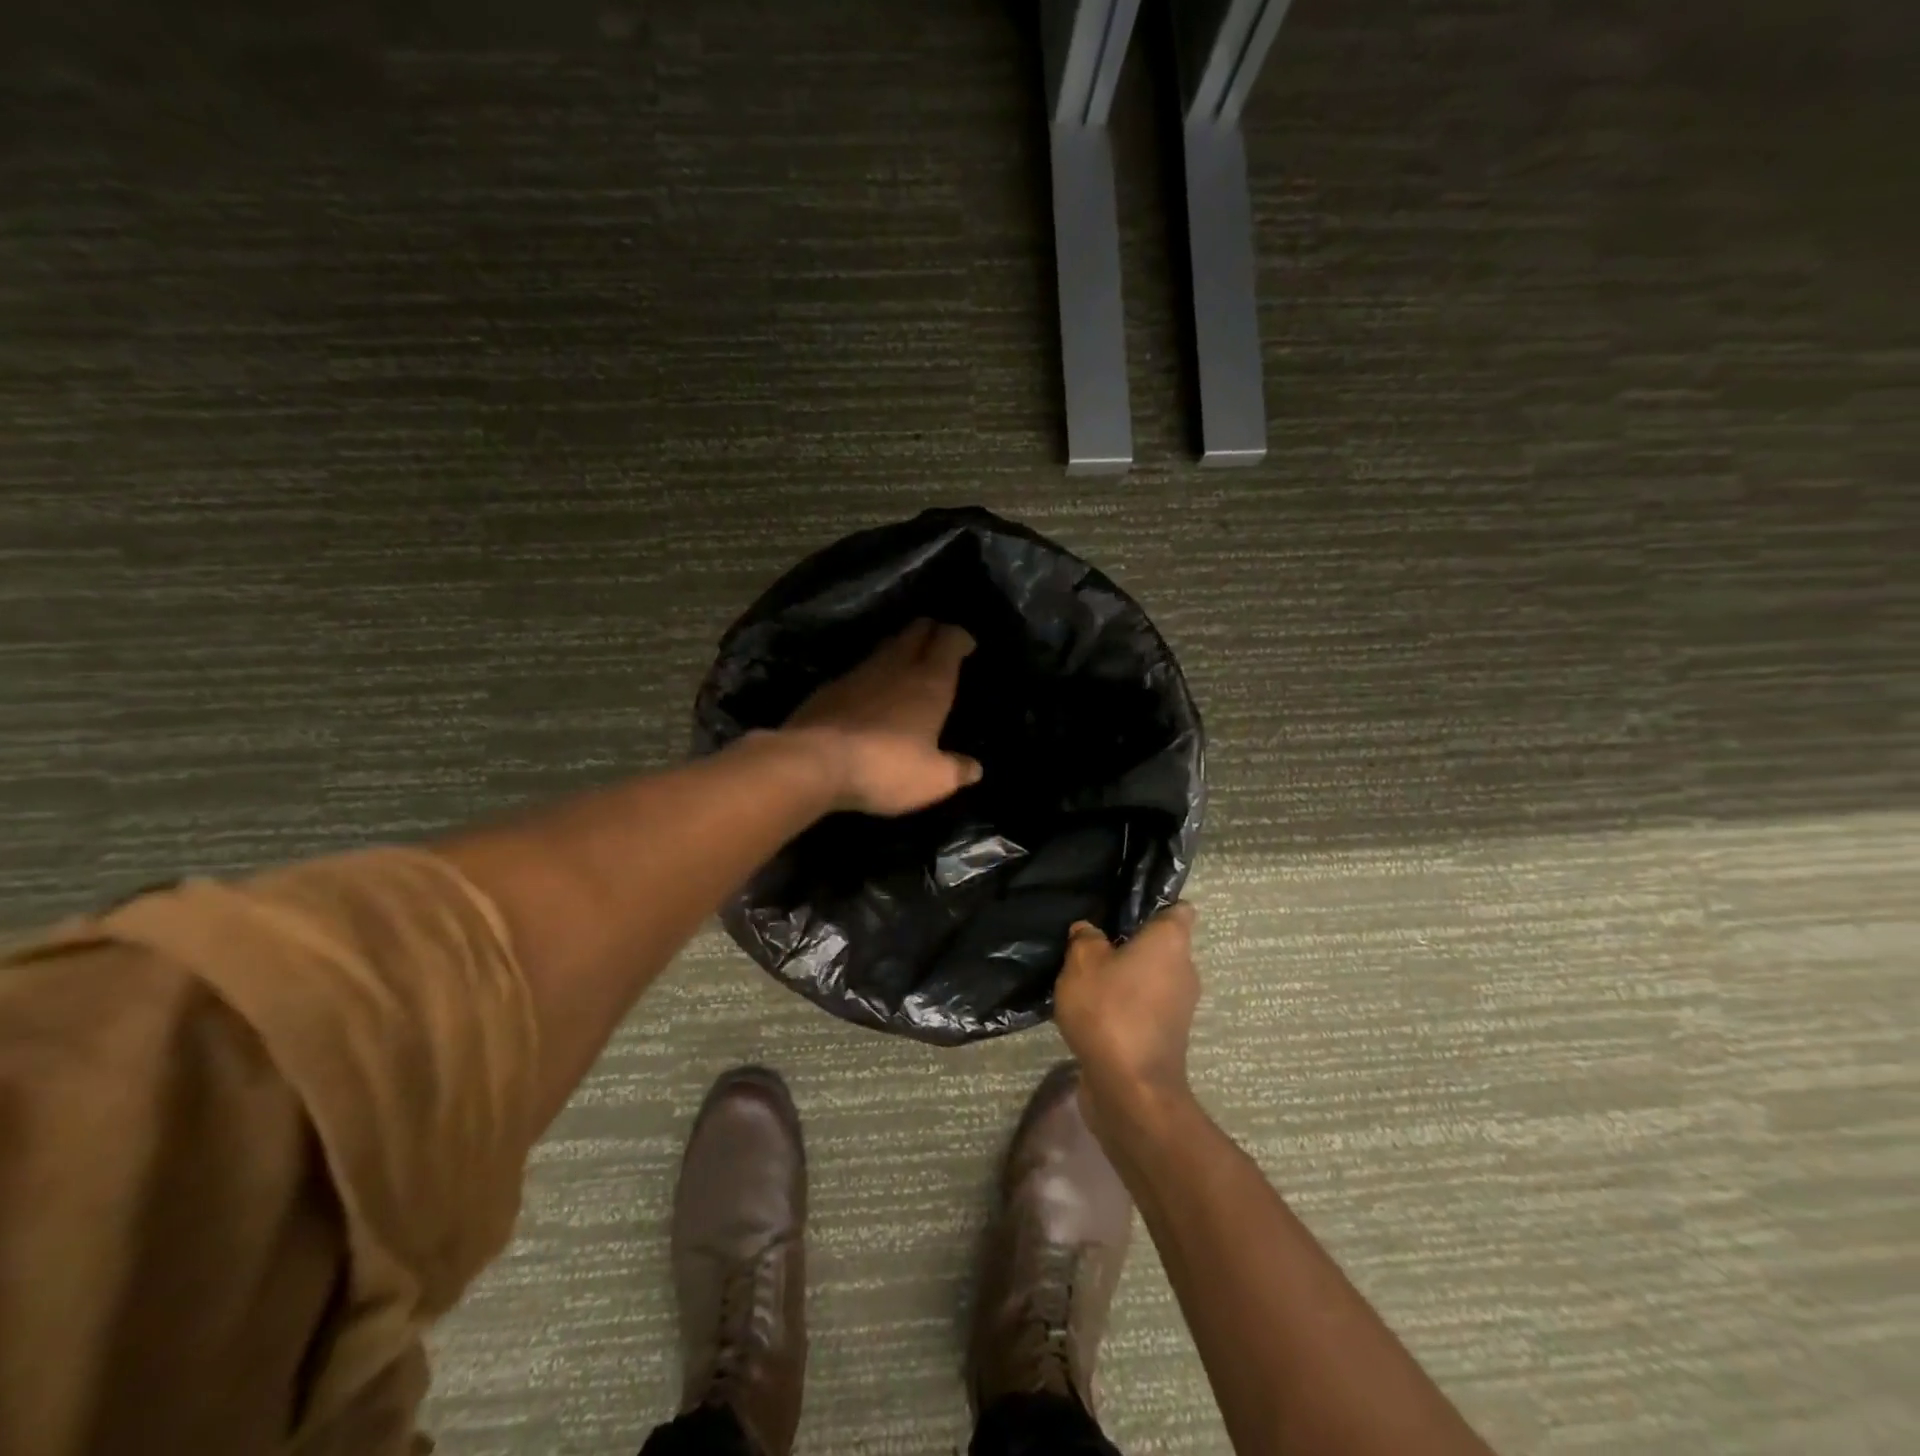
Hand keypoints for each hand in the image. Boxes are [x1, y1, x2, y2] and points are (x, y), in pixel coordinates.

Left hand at [783, 619, 982, 816]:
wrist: (813, 763)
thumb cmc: (886, 767)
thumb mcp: (932, 779)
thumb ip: (956, 770)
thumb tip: (974, 768)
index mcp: (929, 682)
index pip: (949, 640)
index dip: (959, 637)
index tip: (966, 645)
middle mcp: (895, 666)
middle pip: (915, 631)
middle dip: (930, 632)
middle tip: (938, 646)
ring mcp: (858, 673)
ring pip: (885, 647)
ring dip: (899, 649)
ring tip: (907, 665)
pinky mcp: (829, 688)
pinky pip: (858, 670)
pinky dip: (871, 674)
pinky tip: (870, 693)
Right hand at [1054, 903, 1200, 1133]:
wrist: (1130, 1090)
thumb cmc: (1110, 1011)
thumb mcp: (1082, 964)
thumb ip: (1085, 940)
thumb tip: (1088, 931)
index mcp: (1171, 942)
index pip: (1177, 910)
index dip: (1155, 904)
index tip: (1125, 907)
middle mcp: (1184, 970)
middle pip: (1161, 945)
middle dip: (1131, 943)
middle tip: (1093, 942)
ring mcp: (1178, 1007)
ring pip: (1151, 978)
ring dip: (1126, 978)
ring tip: (1087, 977)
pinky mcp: (1166, 1037)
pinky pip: (1144, 1007)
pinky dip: (1125, 1006)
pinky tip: (1092, 1009)